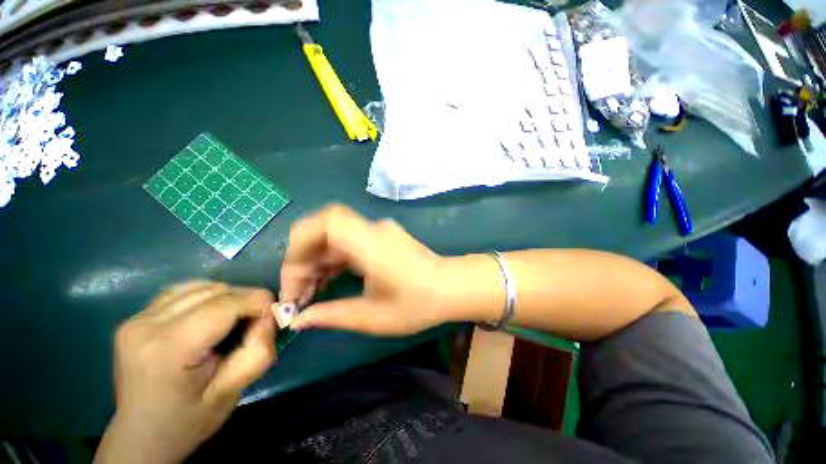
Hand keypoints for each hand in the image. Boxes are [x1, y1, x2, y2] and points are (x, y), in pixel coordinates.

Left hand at [95, 281, 275, 463]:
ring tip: (236, 318)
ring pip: (200, 286)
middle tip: (257, 321)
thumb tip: (268, 318)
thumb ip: (259, 351)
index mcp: (168, 348)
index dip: (258, 303)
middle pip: (214, 291)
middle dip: (246, 300)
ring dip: (228, 297)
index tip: (274, 316)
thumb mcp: (232, 392)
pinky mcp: (136, 318)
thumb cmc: (188, 421)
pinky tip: (211, 315)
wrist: (141, 437)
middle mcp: (147, 325)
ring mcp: (138, 318)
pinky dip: (207, 297)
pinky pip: (183, 292)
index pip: (225, 305)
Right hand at [282, 205, 454, 334]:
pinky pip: (348, 242)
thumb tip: (298, 321)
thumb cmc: (418, 303)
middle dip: (304, 260)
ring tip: (310, 293)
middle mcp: (373, 229)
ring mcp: (378, 231)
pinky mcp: (382, 237)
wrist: (451, 287)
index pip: (325, 224)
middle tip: (298, 294)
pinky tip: (329, 281)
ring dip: (317, 261)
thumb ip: (332, 315)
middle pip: (324, 230)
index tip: (294, 283)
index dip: (300, 247)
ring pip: (334, 237)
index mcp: (371, 243)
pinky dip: (333, 259)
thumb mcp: (373, 316)